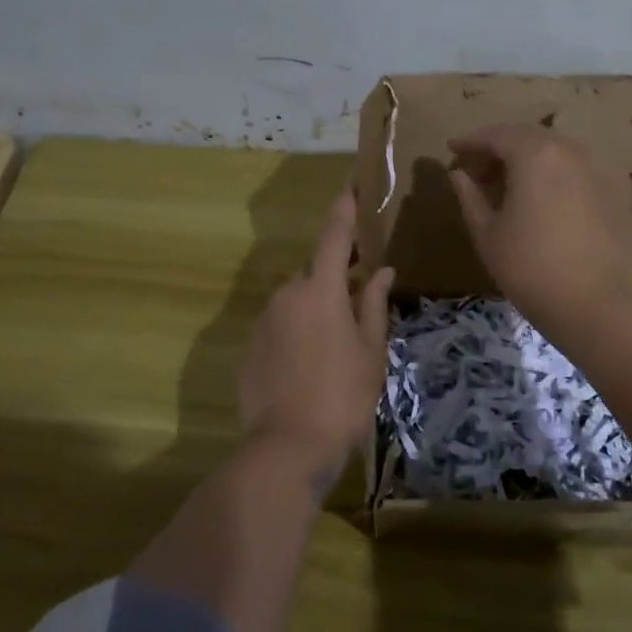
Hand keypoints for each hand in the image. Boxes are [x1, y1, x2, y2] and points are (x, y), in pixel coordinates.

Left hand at [237, 187, 394, 487]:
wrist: (287, 447)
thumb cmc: (343, 396)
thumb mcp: (371, 351)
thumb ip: (375, 305)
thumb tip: (382, 272)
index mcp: (321, 290)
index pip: (335, 236)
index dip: (344, 208)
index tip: (351, 184)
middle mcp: (286, 294)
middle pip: (316, 273)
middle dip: (337, 277)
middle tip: (361, 298)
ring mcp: (263, 320)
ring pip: (296, 300)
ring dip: (316, 308)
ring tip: (337, 344)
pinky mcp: (249, 346)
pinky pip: (279, 325)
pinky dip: (296, 332)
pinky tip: (310, 364)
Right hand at [447, 123, 631, 334]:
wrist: (594, 304)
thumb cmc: (529, 267)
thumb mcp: (487, 233)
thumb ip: (470, 197)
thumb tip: (459, 175)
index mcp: (535, 154)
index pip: (497, 135)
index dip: (471, 142)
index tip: (452, 150)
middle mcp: (568, 151)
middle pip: (528, 137)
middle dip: (499, 149)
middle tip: (476, 171)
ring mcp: (596, 170)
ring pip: (554, 152)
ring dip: (527, 161)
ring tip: (506, 186)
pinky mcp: (612, 192)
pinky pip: (573, 170)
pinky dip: (551, 175)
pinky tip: (540, 200)